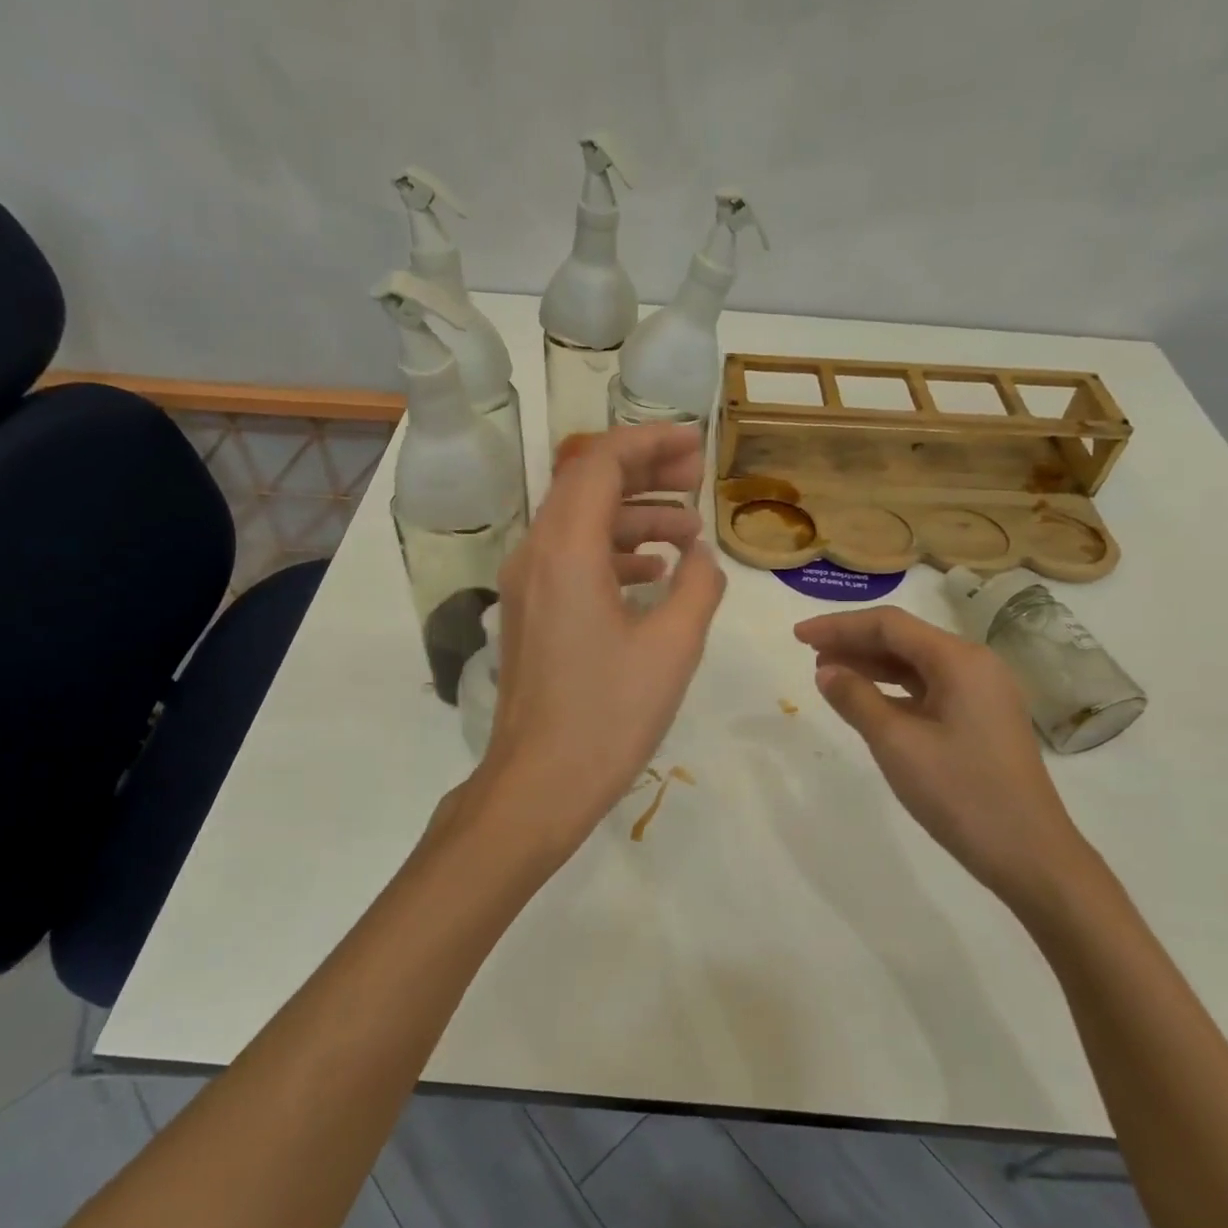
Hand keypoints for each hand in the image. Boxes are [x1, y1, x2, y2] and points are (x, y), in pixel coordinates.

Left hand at [477, 425, 726, 859]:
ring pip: (580, 523)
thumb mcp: (673, 647)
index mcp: (566, 550)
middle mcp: (536, 554)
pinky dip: (614, 552)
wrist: (538, 785)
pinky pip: (572, 560)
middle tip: (697, 478)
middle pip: (587, 484)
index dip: (651, 442)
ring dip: (633, 516)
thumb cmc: (608, 716)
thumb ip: (698, 586)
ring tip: (689, 531)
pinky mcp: (531, 614)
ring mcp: (527, 585)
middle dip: (644, 472)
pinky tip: (654, 572)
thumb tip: (700, 556)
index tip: (696, 444)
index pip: (602, 463)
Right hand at [793, 605, 1098, 909]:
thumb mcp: (897, 744)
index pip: (890, 625)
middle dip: (854, 642)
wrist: (1030, 854)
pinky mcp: (981, 720)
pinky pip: (929, 690)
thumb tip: (826, 670)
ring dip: (871, 665)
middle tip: (807, 653)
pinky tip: (867, 701)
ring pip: (916, 665)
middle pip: (904, 640)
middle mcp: (975, 666)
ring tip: (828, 674)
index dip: (839, 626)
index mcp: (960, 660)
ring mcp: (982, 694)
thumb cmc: (960, 793)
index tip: (798, 635)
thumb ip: (856, 699)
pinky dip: (893, 690)